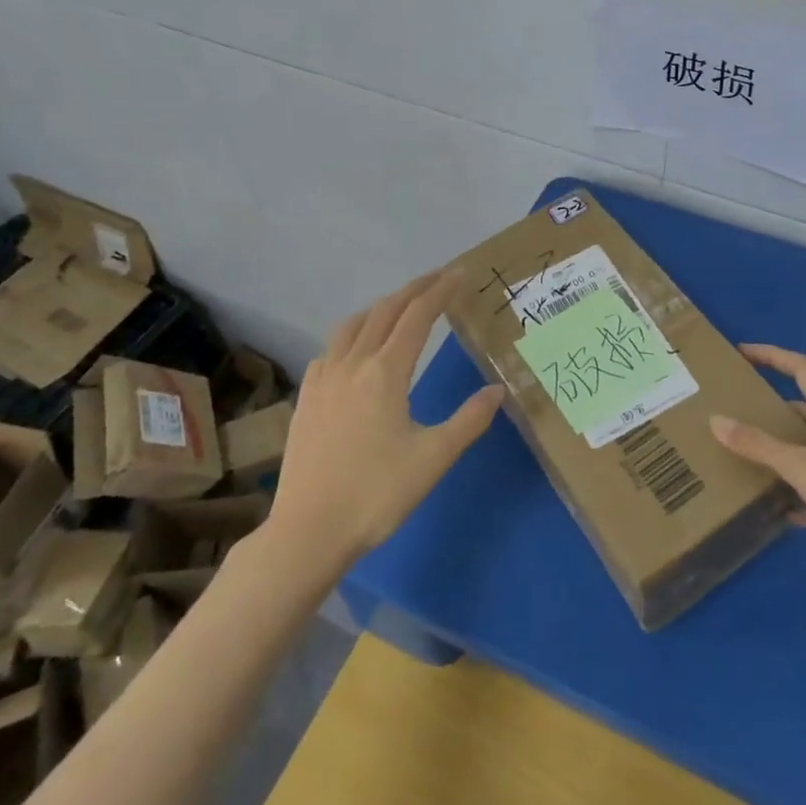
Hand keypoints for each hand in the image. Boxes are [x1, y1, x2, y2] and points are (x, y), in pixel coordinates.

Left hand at [262, 272, 502, 580]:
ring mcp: (323, 378)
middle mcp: (352, 363)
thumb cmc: (376, 494)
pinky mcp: (307, 396)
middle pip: (385, 310)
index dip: (440, 290)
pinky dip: (353, 333)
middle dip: (415, 289)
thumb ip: (469, 420)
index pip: (417, 316)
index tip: (459, 274)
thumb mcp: (434, 458)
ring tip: (401, 305)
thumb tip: (498, 390)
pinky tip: (357, 349)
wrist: (308, 530)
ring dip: (382, 306)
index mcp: (385, 372)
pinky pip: (332, 347)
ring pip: (354, 324)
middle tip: (439, 278)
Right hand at [711, 344, 805, 594]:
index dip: (770, 355)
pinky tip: (782, 509)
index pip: (800, 366)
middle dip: (772, 407)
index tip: (741, 352)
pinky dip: (801, 489)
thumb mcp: (799, 466)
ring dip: (785, 449)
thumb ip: (757, 444)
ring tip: (751, 456)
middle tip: (738, 410)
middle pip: (805, 406)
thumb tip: (716, 420)